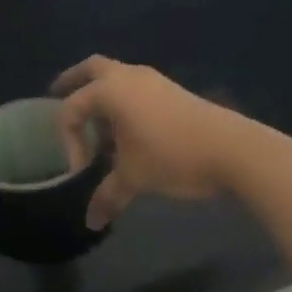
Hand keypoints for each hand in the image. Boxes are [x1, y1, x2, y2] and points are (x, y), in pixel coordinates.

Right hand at [52, 55, 268, 228]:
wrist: (234, 150)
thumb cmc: (172, 157)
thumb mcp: (134, 178)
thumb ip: (108, 196)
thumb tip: (90, 222)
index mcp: (109, 91)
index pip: (72, 110)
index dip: (69, 141)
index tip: (80, 171)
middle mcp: (127, 77)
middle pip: (90, 69)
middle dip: (72, 82)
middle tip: (57, 96)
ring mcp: (154, 80)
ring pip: (116, 76)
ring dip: (101, 94)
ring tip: (97, 124)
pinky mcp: (173, 91)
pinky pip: (136, 87)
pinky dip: (123, 100)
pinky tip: (128, 129)